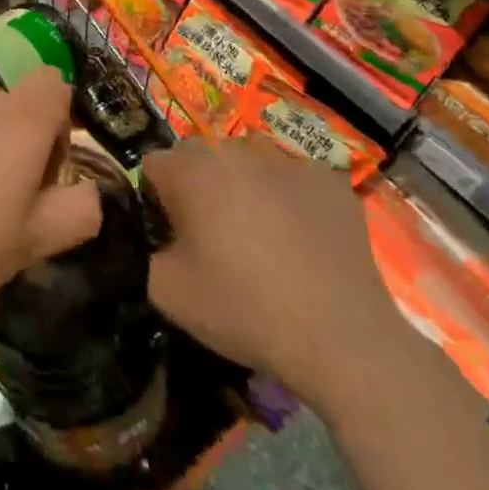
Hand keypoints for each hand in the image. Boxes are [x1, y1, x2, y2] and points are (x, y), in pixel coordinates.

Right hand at [143, 137, 407, 411]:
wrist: (341, 337)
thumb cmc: (246, 310)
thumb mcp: (167, 293)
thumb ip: (147, 253)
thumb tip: (159, 241)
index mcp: (193, 172)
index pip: (154, 165)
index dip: (156, 200)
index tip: (172, 235)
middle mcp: (237, 152)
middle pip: (201, 157)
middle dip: (199, 187)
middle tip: (213, 237)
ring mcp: (288, 162)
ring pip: (249, 163)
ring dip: (244, 187)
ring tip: (261, 236)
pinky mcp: (330, 180)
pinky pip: (294, 179)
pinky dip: (290, 200)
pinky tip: (302, 240)